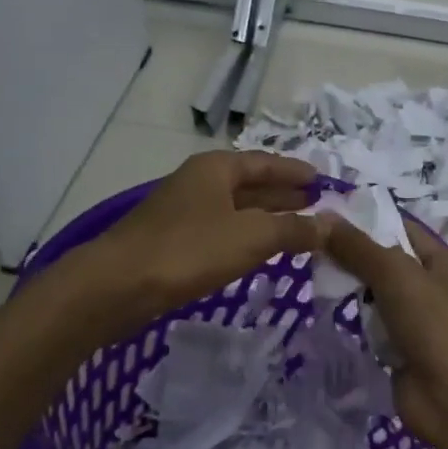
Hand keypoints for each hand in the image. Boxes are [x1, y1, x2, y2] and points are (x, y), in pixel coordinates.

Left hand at [75, 150, 322, 333]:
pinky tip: (258, 251)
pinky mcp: (173, 242)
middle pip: (250, 184)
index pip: (265, 163)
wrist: (117, 285)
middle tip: (316, 204)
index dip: (295, 172)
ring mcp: (183, 213)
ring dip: (266, 218)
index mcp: (216, 169)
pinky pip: (221, 232)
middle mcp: (199, 183)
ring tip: (296, 228)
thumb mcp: (251, 237)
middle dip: (283, 194)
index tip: (322, 181)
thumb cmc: (188, 250)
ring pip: (235, 210)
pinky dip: (246, 237)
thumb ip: (294, 230)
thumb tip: (331, 225)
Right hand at [321, 215, 447, 448]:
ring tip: (319, 282)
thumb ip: (358, 247)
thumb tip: (322, 217)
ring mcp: (423, 326)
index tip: (329, 218)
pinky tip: (336, 319)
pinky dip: (362, 328)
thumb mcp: (395, 274)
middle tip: (314, 251)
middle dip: (357, 260)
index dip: (370, 222)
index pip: (405, 231)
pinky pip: (379, 332)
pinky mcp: (407, 355)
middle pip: (391, 266)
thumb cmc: (434, 323)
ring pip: (382, 300)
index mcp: (447, 264)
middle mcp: (438, 291)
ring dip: (358, 296)